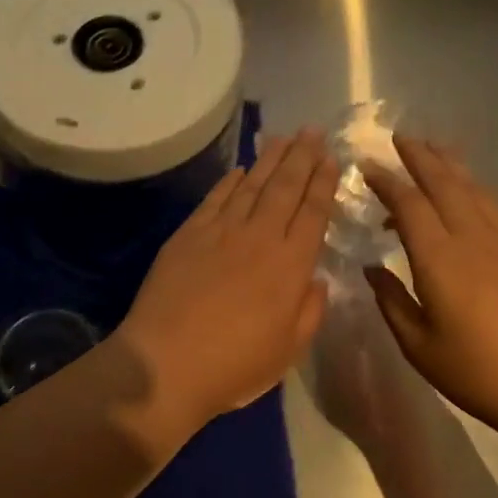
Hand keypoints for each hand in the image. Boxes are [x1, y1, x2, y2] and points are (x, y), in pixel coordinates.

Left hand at [117, 129, 337, 429]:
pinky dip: (229, 181)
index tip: (331, 158)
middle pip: (285, 188)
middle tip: (312, 131)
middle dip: (302, 157)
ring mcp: (219, 232)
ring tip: (283, 137)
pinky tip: (239, 170)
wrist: (165, 364)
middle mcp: (259, 237)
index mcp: (290, 265)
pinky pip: (214, 199)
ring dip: (269, 159)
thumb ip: (310, 311)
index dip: (324, 183)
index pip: (313, 212)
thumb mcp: (289, 350)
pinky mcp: (187, 235)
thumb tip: (315, 279)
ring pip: (251, 186)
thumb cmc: (234, 366)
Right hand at [363, 136, 497, 440]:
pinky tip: (473, 195)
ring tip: (437, 149)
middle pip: (445, 185)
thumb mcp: (419, 346)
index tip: (367, 165)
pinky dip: (479, 193)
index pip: (409, 206)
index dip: (386, 181)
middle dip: (421, 158)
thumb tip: (372, 268)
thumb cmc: (476, 373)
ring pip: (476, 191)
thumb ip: (392, 301)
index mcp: (440, 261)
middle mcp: (474, 240)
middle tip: (401, 138)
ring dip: (453, 167)